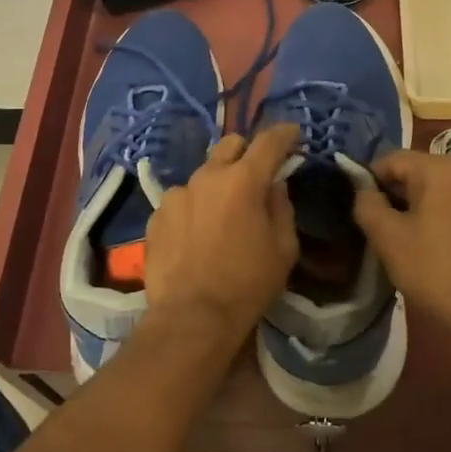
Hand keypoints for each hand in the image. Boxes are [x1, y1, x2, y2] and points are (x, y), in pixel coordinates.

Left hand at [141, 124, 300, 348]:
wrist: (190, 318)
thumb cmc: (247, 284)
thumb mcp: (283, 249)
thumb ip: (281, 208)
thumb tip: (274, 186)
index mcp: (244, 180)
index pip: (269, 141)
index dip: (284, 133)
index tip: (293, 134)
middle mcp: (208, 176)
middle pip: (230, 144)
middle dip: (247, 152)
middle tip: (256, 174)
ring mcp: (178, 193)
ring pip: (204, 174)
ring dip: (218, 183)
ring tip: (222, 213)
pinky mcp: (157, 214)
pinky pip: (182, 199)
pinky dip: (195, 207)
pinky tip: (197, 234)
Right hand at [351, 149, 450, 341]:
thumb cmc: (434, 269)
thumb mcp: (387, 237)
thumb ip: (367, 204)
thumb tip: (364, 190)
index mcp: (441, 167)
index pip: (392, 159)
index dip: (371, 179)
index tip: (362, 206)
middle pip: (419, 172)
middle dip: (398, 193)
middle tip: (383, 225)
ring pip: (442, 189)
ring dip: (422, 205)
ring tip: (410, 236)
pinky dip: (445, 215)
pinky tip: (439, 244)